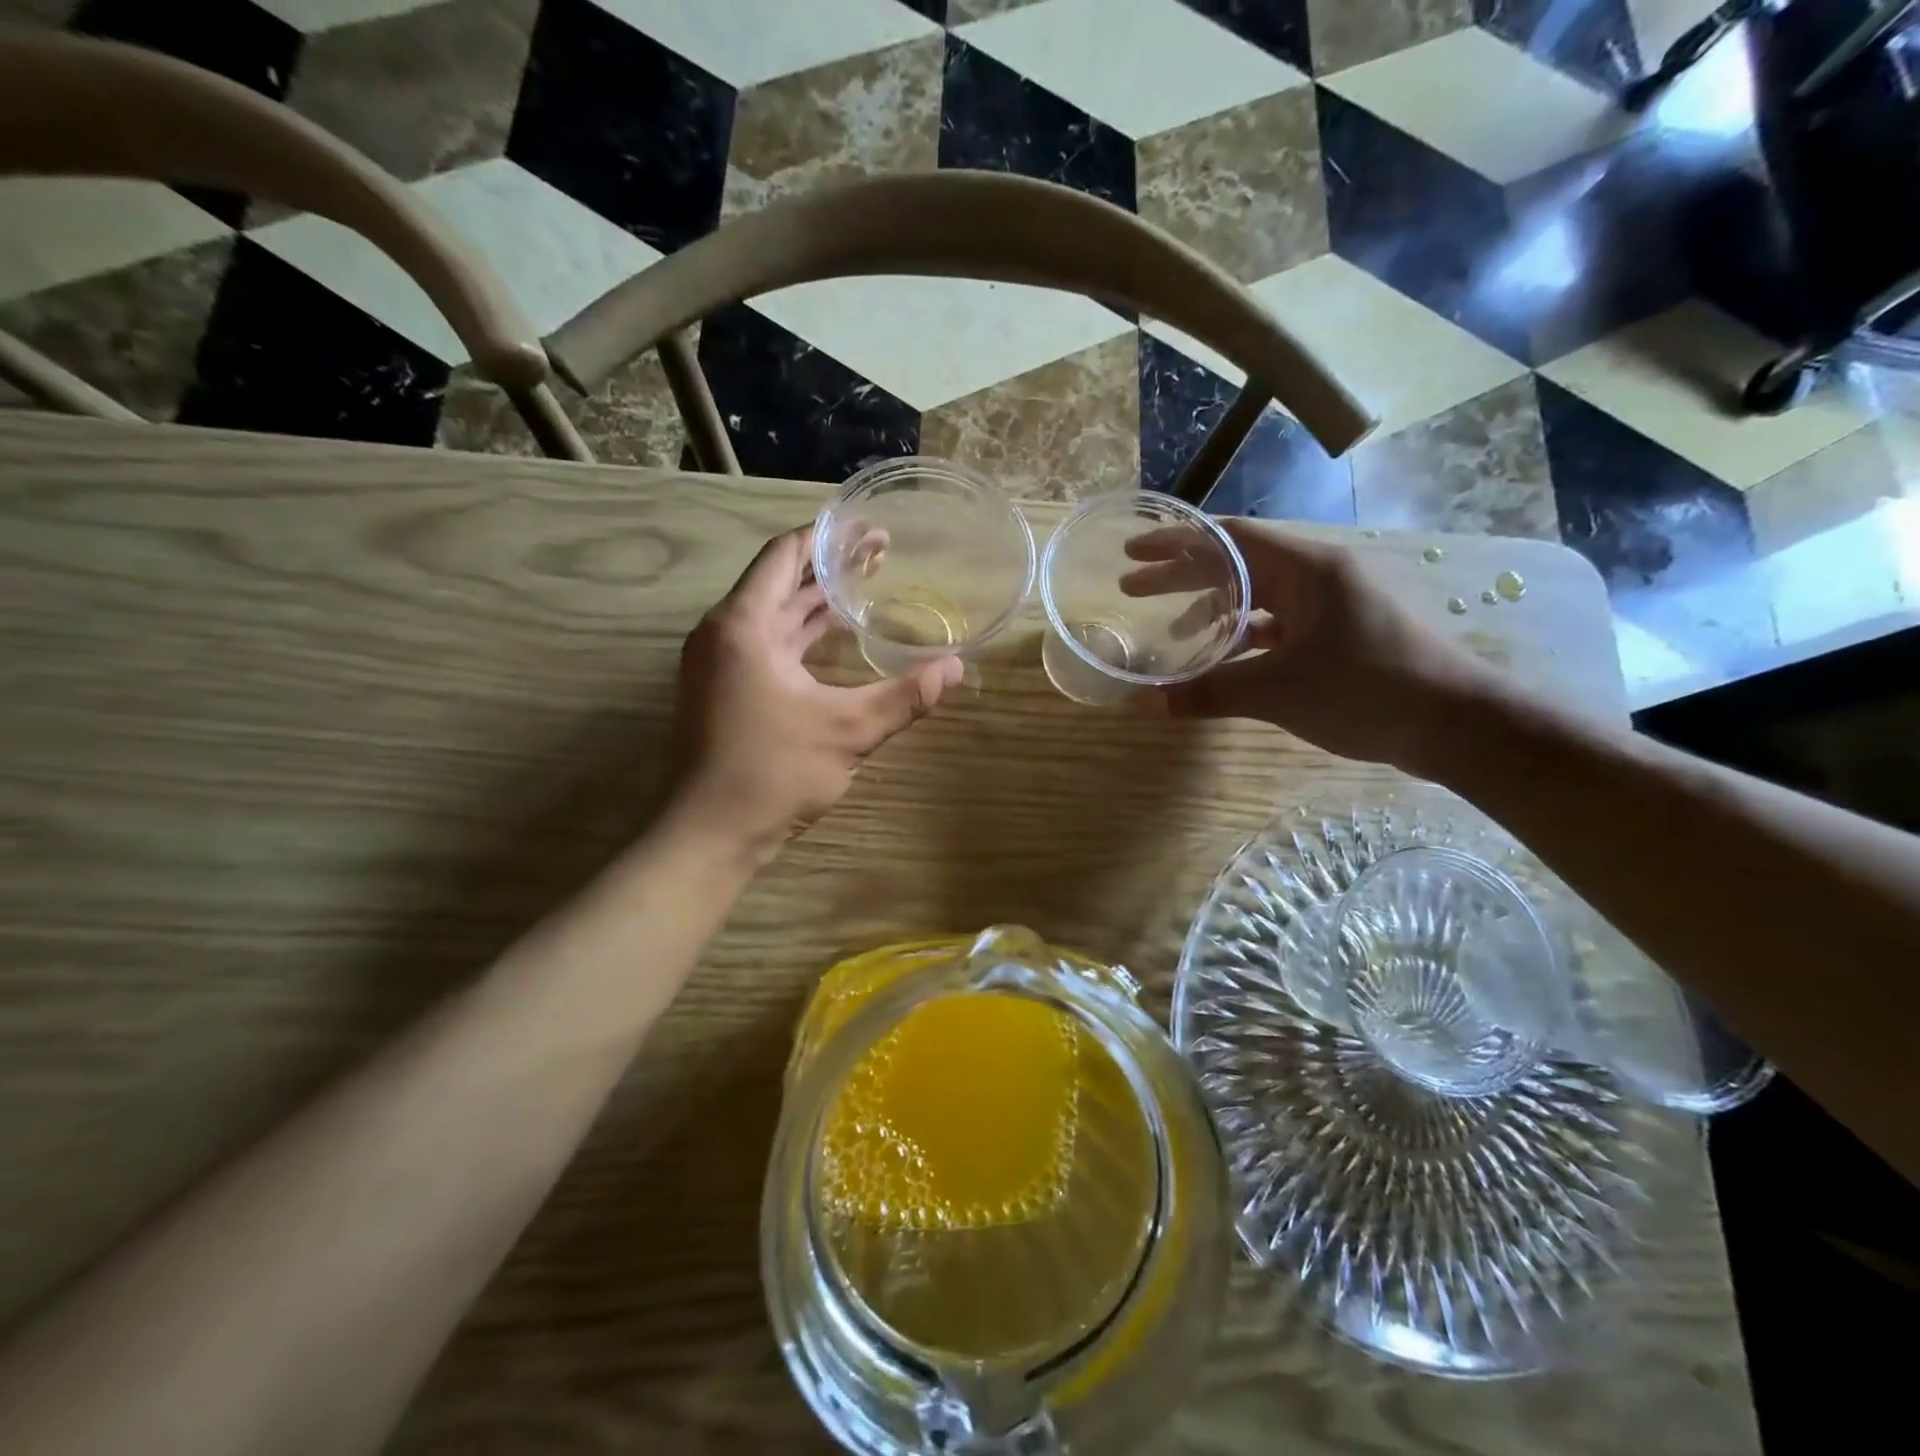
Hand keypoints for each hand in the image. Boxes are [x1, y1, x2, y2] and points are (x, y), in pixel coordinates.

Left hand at [670, 525, 963, 863]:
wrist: (708, 834)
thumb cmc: (771, 773)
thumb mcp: (848, 732)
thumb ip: (904, 697)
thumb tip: (956, 668)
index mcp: (743, 625)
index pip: (784, 555)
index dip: (828, 537)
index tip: (870, 528)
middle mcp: (723, 633)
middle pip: (779, 581)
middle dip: (829, 567)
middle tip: (882, 554)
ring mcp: (718, 662)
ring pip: (772, 614)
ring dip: (815, 601)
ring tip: (865, 587)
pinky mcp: (722, 689)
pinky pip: (766, 642)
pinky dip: (801, 633)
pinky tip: (834, 637)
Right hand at [1133, 519, 1499, 769]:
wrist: (1459, 724)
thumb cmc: (1368, 690)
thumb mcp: (1278, 692)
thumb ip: (1211, 691)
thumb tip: (1151, 700)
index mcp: (1307, 567)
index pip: (1228, 538)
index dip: (1176, 543)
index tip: (1133, 550)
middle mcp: (1319, 573)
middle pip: (1238, 563)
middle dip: (1184, 575)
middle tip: (1134, 587)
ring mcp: (1333, 602)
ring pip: (1259, 594)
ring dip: (1214, 609)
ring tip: (1175, 632)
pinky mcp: (1341, 630)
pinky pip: (1279, 621)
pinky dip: (1245, 635)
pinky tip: (1225, 657)